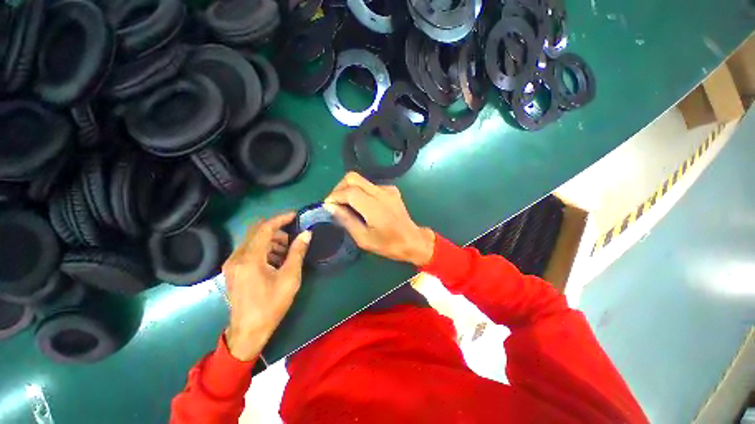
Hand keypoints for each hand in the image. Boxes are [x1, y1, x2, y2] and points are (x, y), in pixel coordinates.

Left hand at [222, 212, 310, 361]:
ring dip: (271, 241)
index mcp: (250, 259)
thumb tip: (307, 234)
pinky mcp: (232, 270)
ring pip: (252, 240)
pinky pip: (249, 250)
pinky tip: (275, 261)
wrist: (247, 332)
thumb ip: (297, 252)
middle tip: (293, 239)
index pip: (265, 228)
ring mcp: (232, 264)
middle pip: (256, 231)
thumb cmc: (271, 305)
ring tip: (287, 253)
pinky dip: (264, 249)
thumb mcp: (290, 278)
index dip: (281, 219)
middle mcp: (236, 257)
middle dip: (277, 230)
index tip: (295, 215)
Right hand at [323, 172, 434, 266]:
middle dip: (339, 188)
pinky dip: (360, 192)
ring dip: (349, 189)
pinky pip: (369, 185)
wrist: (413, 240)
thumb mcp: (363, 239)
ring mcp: (388, 189)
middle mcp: (381, 193)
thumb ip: (346, 220)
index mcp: (375, 207)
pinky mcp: (391, 189)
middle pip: (353, 177)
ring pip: (360, 180)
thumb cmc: (388, 244)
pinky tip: (362, 205)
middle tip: (335, 203)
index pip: (349, 191)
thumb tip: (330, 207)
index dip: (334, 196)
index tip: (327, 205)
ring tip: (346, 205)